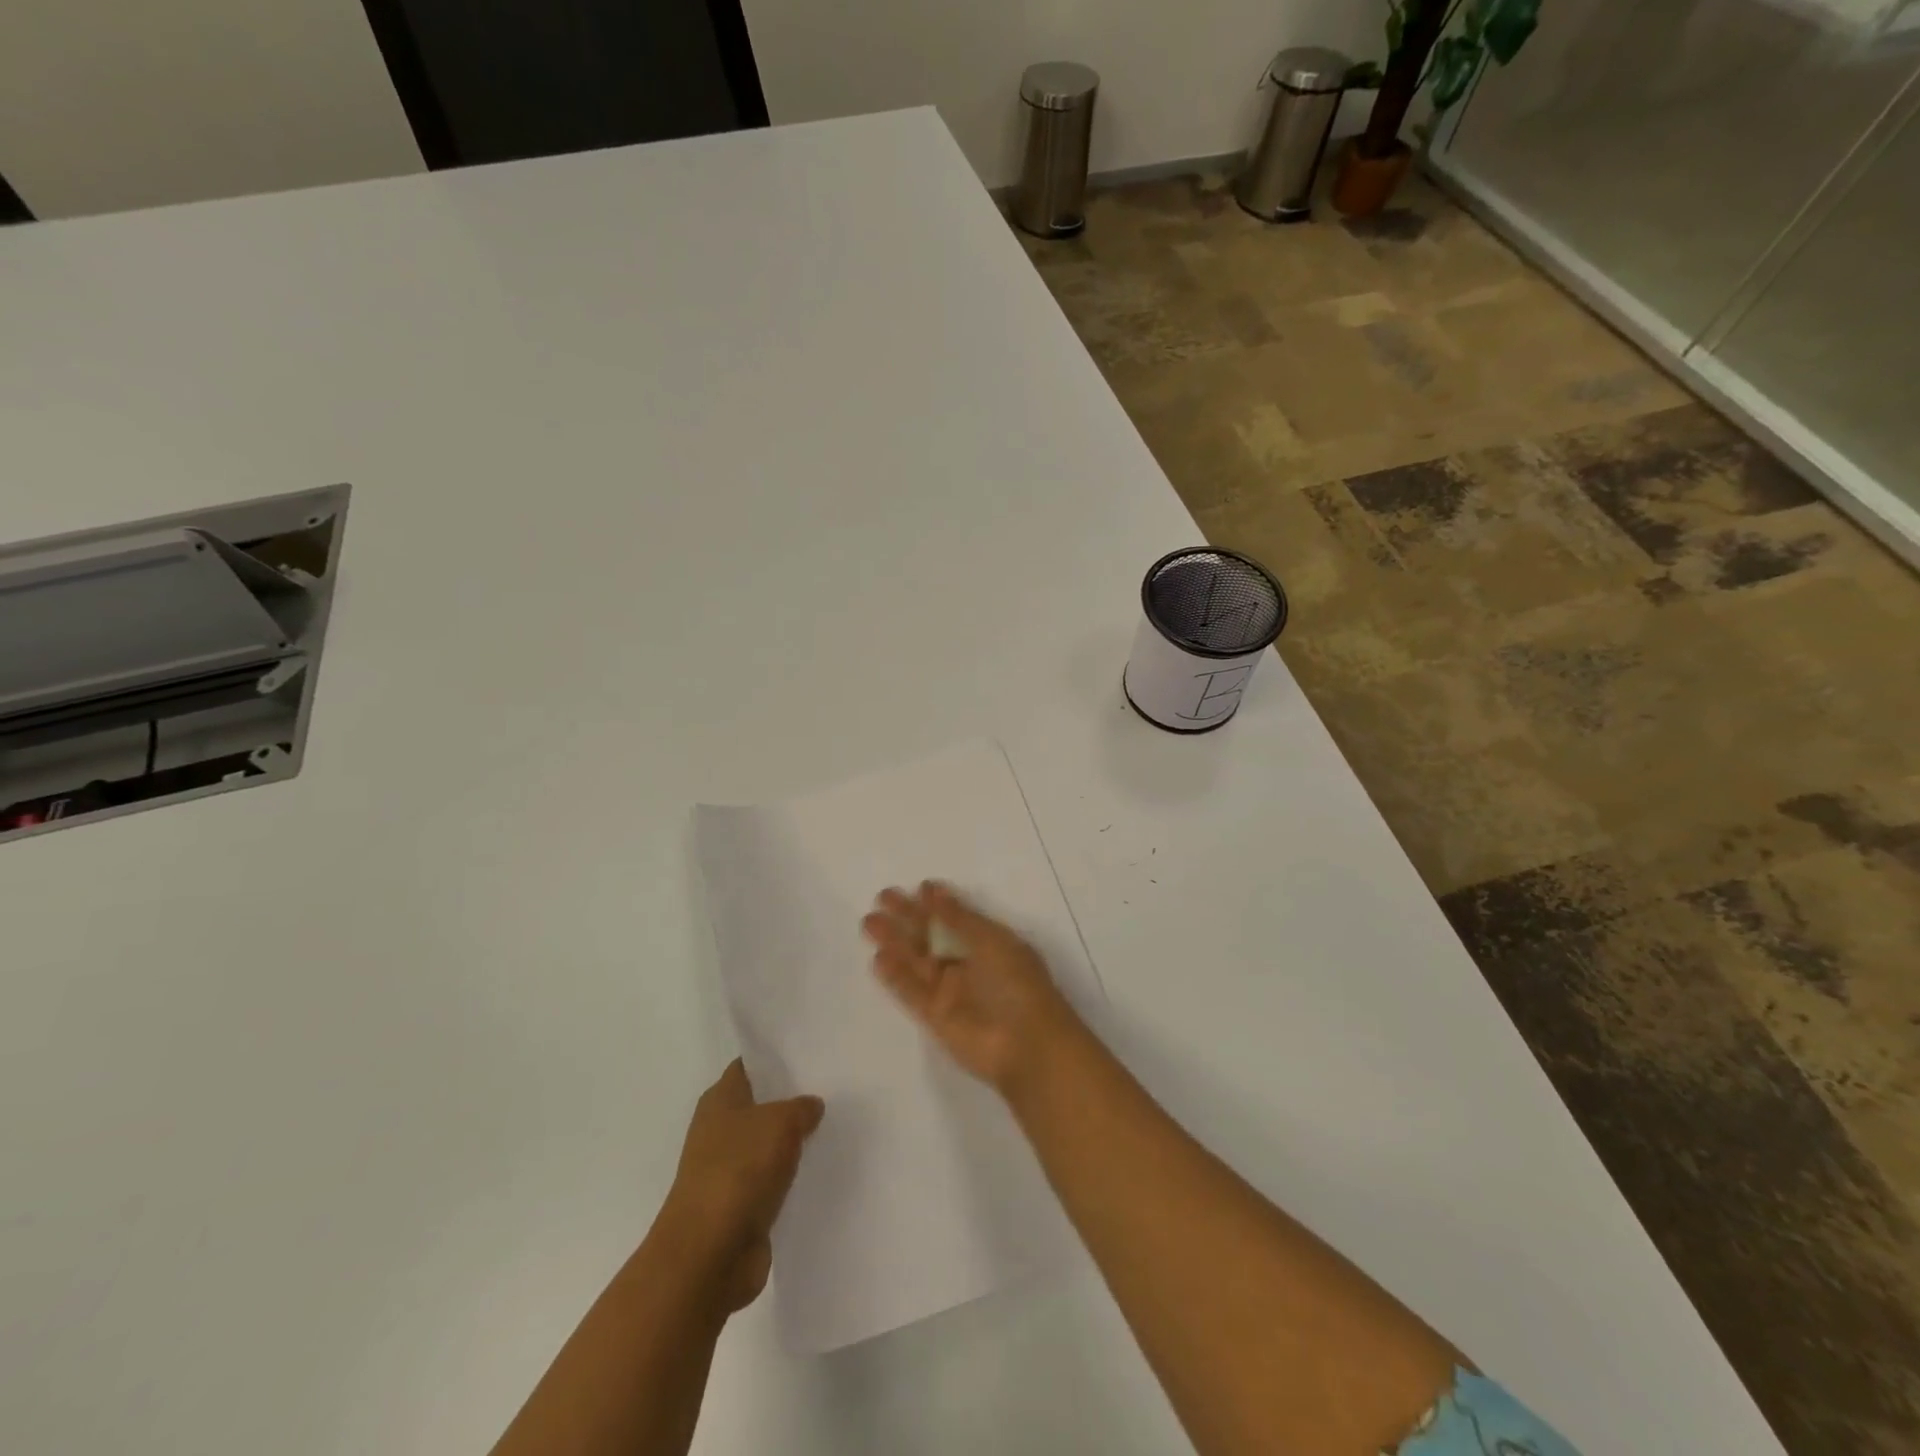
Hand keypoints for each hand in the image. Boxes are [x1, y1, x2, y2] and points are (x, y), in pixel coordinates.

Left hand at [660, 1059, 823, 1312]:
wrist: (708, 1256)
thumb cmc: (739, 1171)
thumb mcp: (781, 1122)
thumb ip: (801, 1107)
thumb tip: (811, 1106)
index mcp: (720, 1099)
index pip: (750, 1065)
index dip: (777, 1058)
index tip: (811, 1053)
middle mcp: (719, 1130)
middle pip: (761, 1105)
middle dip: (792, 1099)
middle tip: (833, 1088)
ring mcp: (727, 1170)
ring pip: (768, 1144)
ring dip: (793, 1141)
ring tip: (834, 1127)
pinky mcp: (739, 1206)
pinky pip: (772, 1180)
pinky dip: (790, 1177)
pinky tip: (819, 1170)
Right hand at [863, 881, 1084, 1096]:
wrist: (1026, 1046)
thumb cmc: (1017, 984)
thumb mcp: (991, 941)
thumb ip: (959, 917)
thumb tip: (933, 890)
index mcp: (990, 943)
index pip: (957, 918)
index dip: (938, 903)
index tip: (918, 887)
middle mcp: (968, 964)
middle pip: (931, 937)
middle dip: (908, 917)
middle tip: (882, 897)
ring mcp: (951, 991)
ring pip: (916, 962)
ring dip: (895, 942)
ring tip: (869, 922)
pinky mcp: (936, 1017)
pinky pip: (911, 992)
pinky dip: (895, 976)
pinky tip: (878, 959)